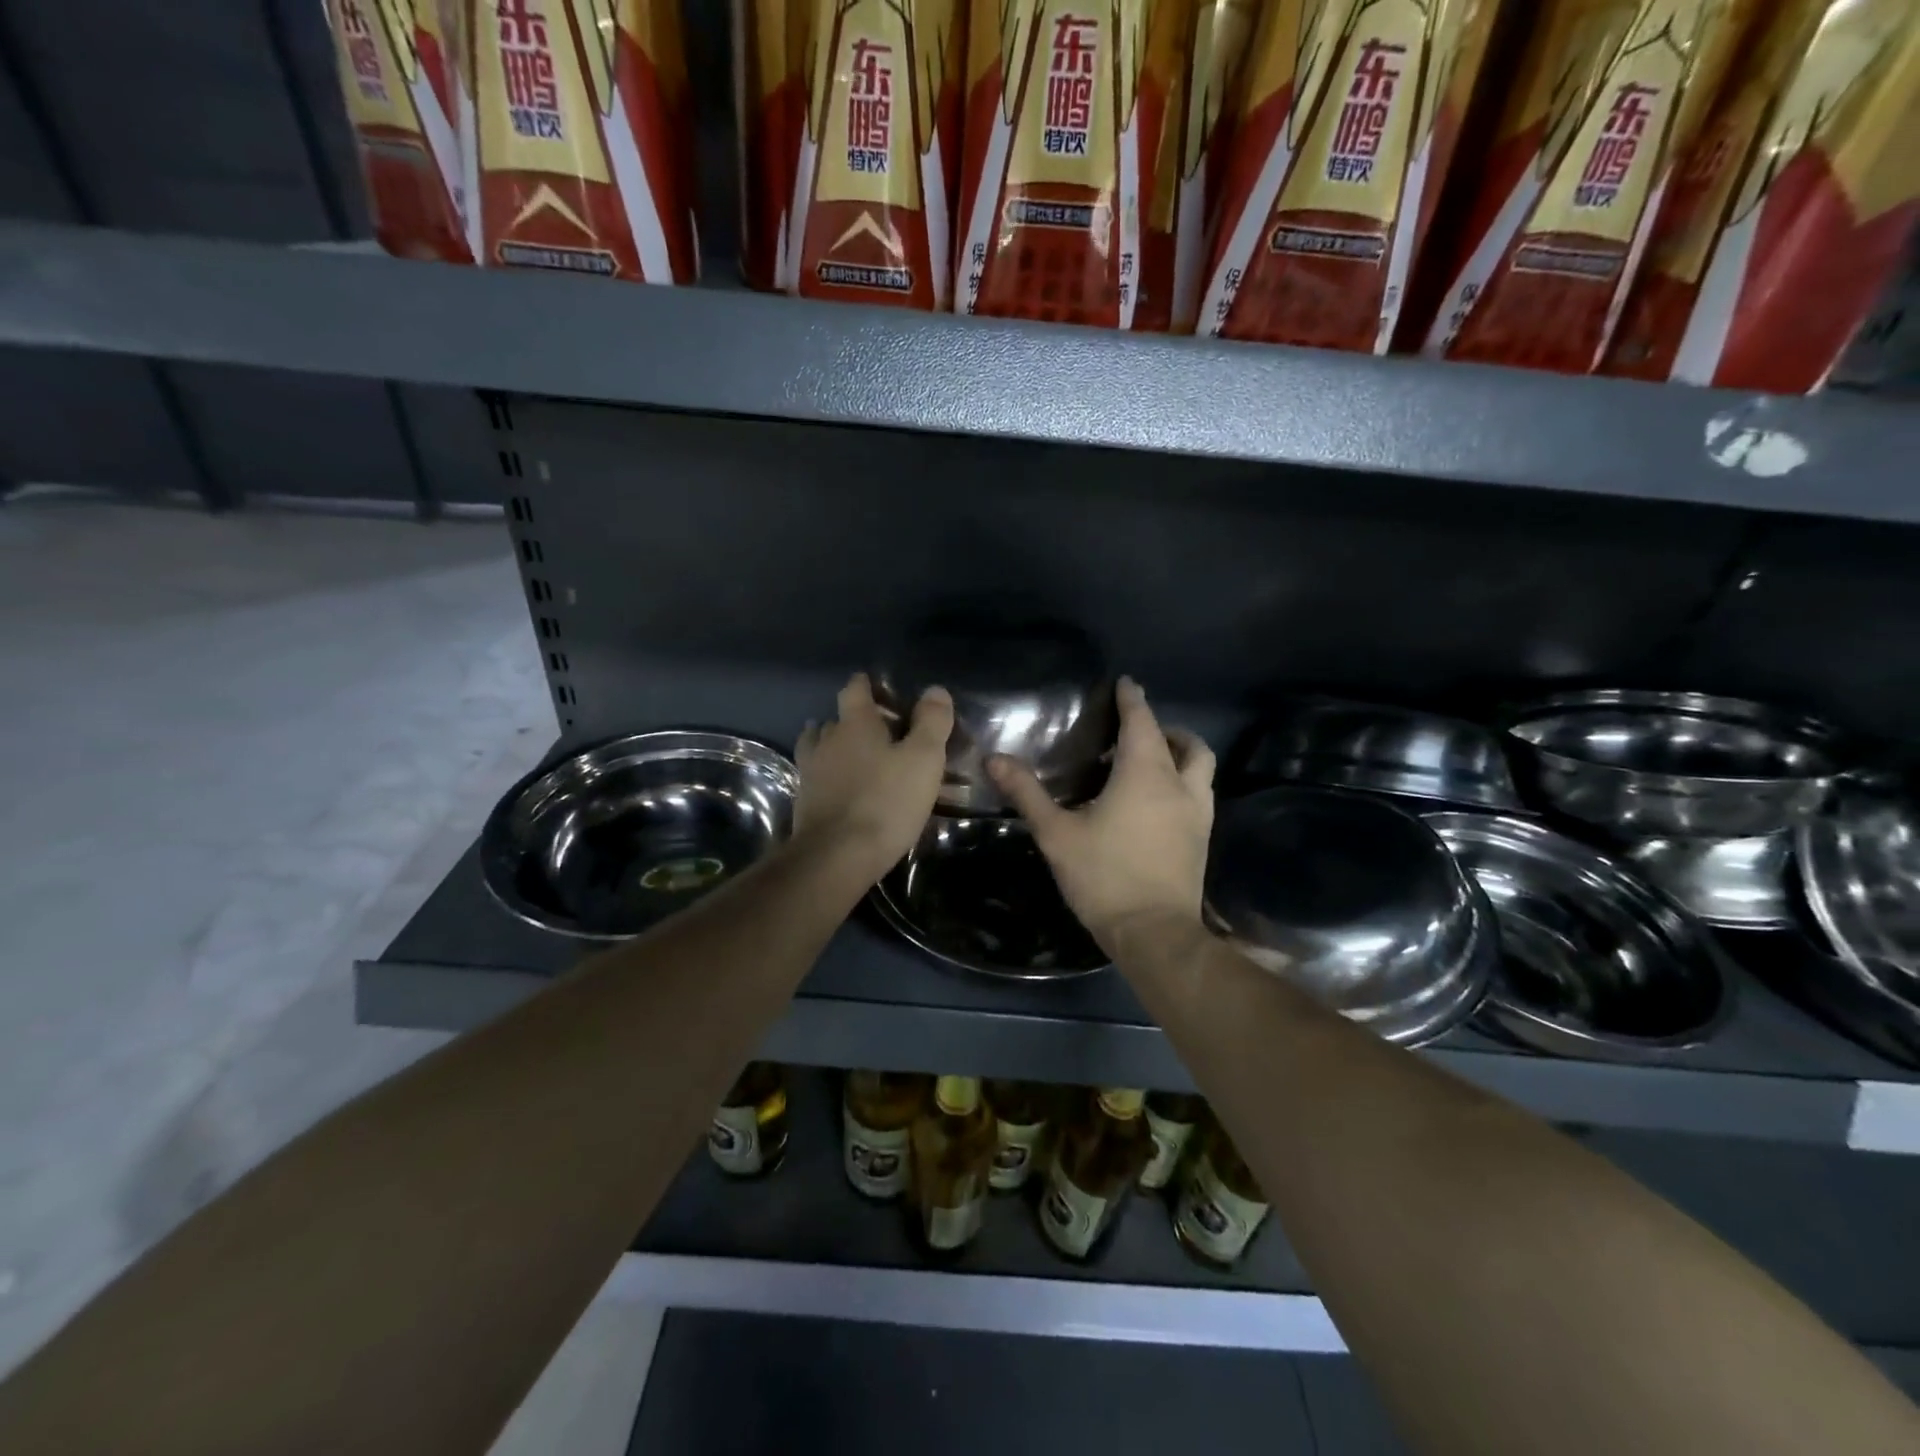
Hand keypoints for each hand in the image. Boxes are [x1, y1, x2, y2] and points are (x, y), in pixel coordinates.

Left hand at [794, 673, 953, 883]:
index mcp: (855, 723)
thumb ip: (931, 722)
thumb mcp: (923, 759)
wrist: (836, 857)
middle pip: (836, 718)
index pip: (855, 689)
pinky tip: (842, 787)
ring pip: (820, 746)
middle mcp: (827, 740)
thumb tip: (935, 690)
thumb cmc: (886, 802)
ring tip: (857, 756)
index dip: (867, 684)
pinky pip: (817, 777)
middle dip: (855, 720)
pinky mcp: (804, 802)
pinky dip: (830, 775)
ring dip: (836, 746)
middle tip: (882, 730)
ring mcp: (811, 772)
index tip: (879, 687)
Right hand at [987, 677, 1214, 955]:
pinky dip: (1184, 784)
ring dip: (1181, 755)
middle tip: (1137, 731)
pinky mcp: (1202, 840)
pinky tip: (1158, 804)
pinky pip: (1199, 795)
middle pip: (1186, 743)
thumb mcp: (1057, 833)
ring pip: (1201, 769)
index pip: (1142, 722)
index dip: (1133, 700)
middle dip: (1164, 728)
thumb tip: (994, 759)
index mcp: (1145, 774)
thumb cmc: (1104, 876)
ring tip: (1151, 764)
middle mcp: (1180, 786)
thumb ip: (1027, 793)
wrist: (1155, 933)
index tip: (1126, 684)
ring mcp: (1198, 814)